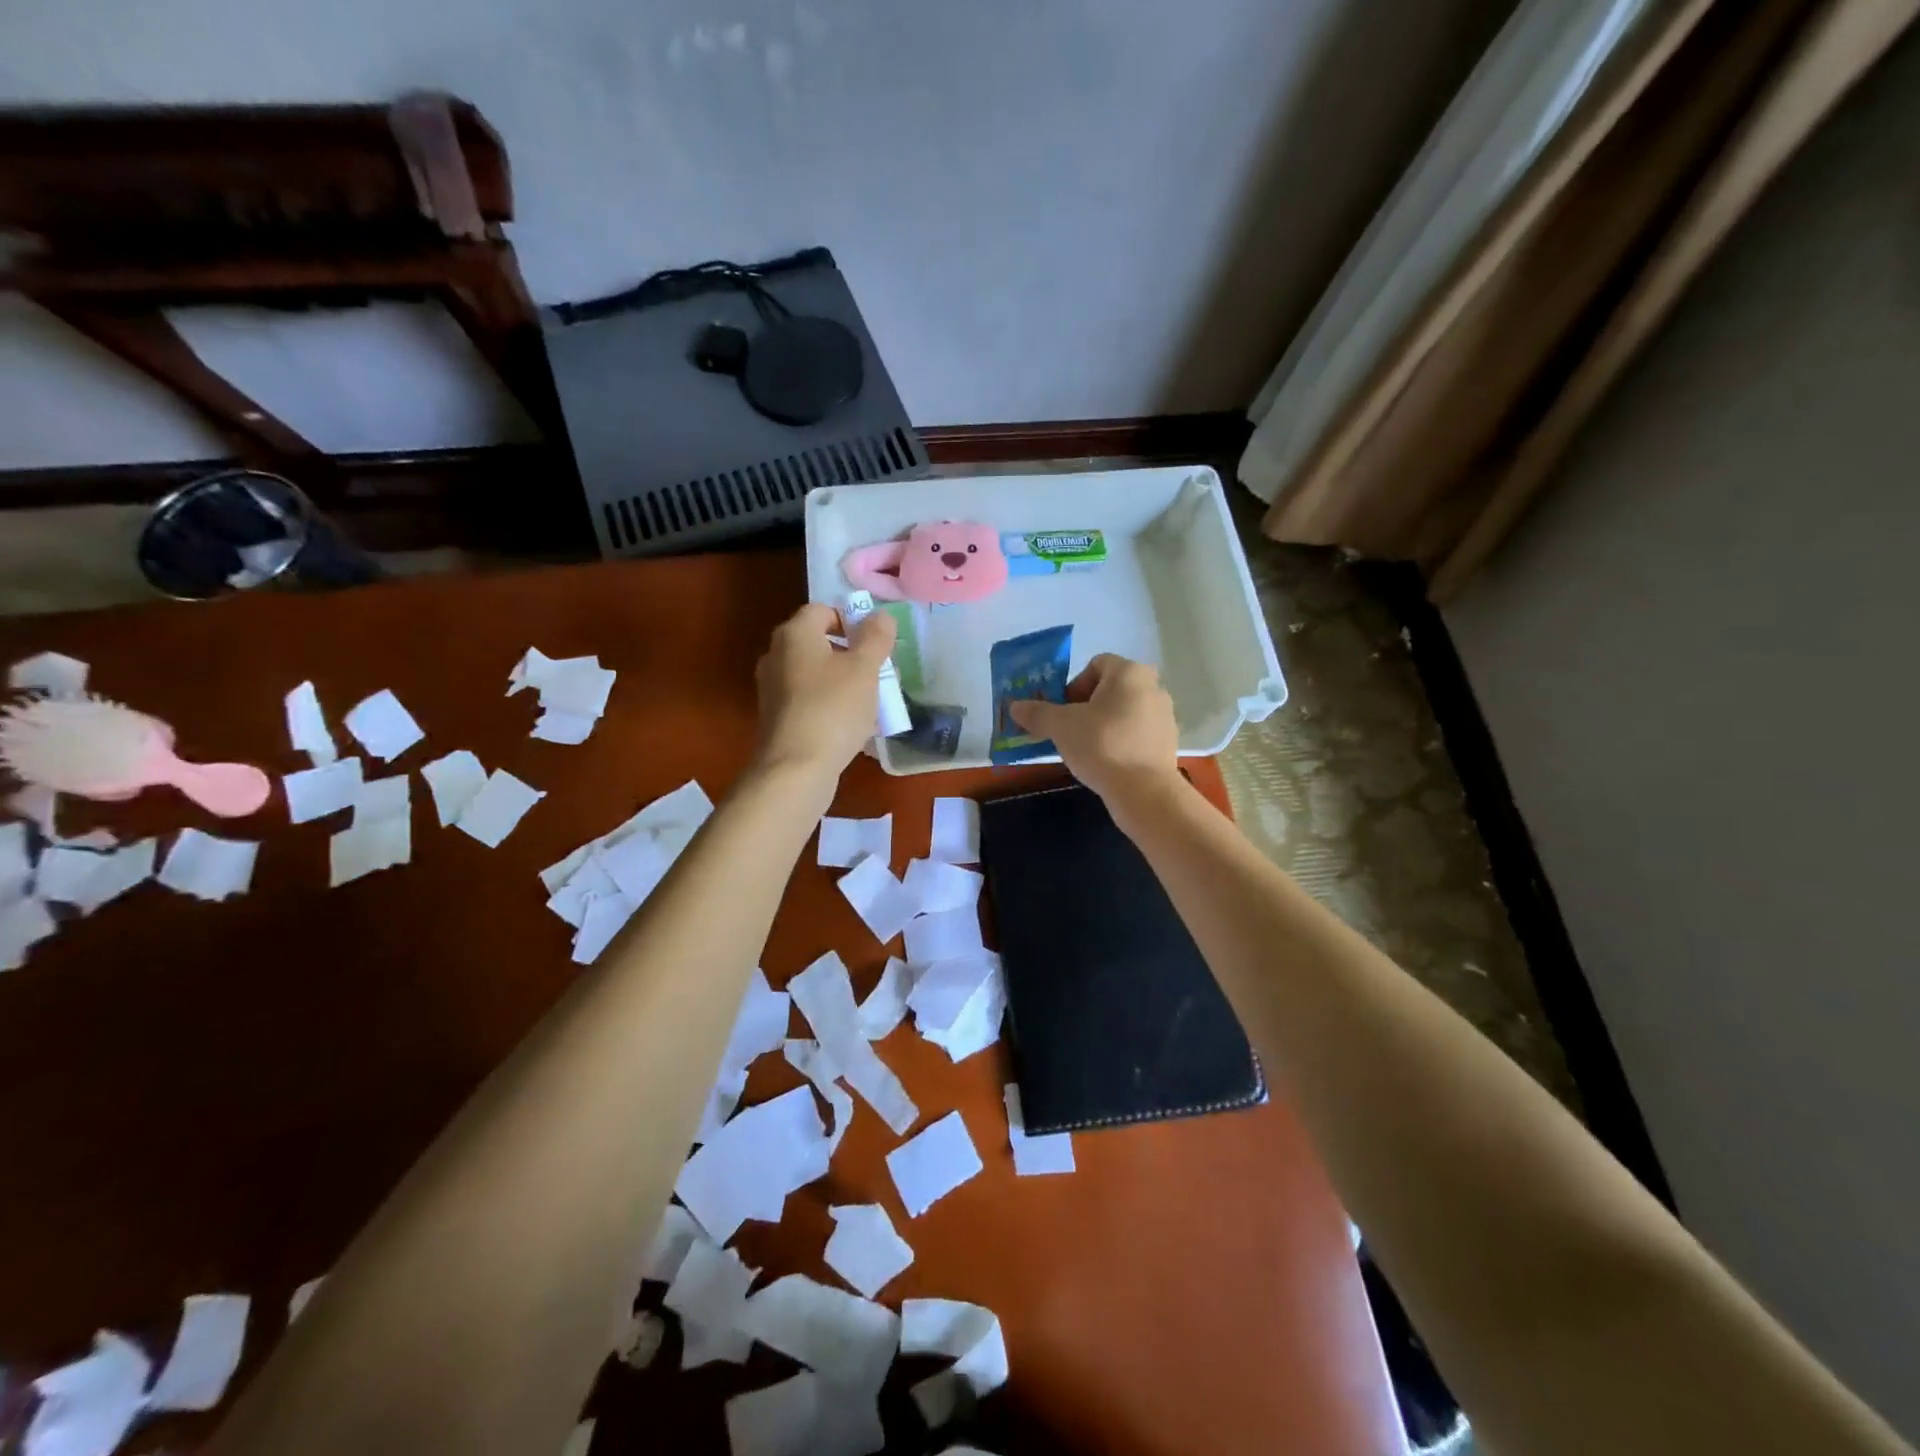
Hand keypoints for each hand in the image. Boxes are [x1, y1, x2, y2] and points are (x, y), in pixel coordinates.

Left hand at [752, 603, 896, 783]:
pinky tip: (852, 725)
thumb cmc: (833, 709)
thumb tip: (881, 616)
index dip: (852, 621)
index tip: (875, 645)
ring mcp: (773, 688)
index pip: (823, 610)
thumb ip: (876, 637)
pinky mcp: (777, 717)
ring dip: (843, 682)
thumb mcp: (864, 669)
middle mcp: (776, 655)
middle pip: (819, 642)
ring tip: (870, 702)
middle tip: (878, 673)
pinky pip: (809, 700)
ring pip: (816, 674)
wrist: (796, 769)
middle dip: (851, 654)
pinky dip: (830, 705)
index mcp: (794, 634)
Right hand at [1008, 654, 1182, 808]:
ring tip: (1085, 749)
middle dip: (1086, 707)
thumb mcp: (1060, 726)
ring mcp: (1164, 715)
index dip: (1073, 685)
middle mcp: (1152, 687)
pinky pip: (1136, 734)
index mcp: (1129, 672)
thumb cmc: (1101, 745)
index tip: (1062, 711)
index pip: (1095, 665)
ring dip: (1102, 725)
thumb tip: (1015, 707)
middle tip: (1069, 730)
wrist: (1144, 791)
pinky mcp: (1168, 743)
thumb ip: (1037, 713)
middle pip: (1110, 689)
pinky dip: (1120, 742)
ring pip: (1124, 712)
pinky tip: (1106, 763)